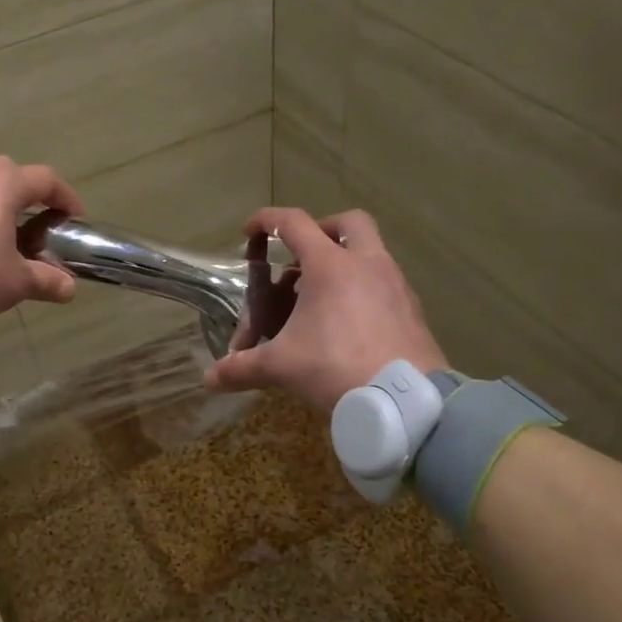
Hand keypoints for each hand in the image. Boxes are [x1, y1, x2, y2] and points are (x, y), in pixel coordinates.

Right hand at [206, 207, 446, 412]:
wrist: (405, 401)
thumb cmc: (336, 367)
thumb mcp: (281, 366)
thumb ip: (242, 367)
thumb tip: (209, 378)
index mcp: (330, 266)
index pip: (293, 223)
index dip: (266, 221)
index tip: (249, 231)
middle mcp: (366, 264)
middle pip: (349, 222)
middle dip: (322, 231)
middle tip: (301, 259)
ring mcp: (395, 284)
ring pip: (370, 253)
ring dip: (343, 264)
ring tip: (318, 301)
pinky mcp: (412, 309)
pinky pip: (384, 284)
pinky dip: (363, 291)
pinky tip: (348, 324)